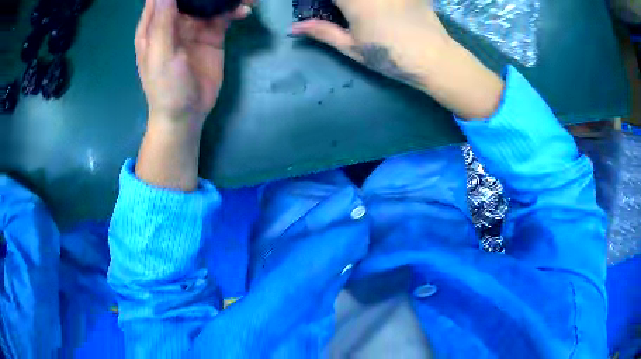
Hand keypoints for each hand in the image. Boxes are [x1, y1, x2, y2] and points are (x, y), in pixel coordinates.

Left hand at [134, 0, 250, 190]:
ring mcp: (194, 27)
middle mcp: (174, 21)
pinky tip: (245, 11)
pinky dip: (235, 10)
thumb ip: (163, 21)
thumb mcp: (161, 53)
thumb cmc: (166, 87)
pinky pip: (224, 16)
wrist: (186, 115)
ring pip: (209, 2)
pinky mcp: (212, 35)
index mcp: (154, 24)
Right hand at [291, 0, 448, 88]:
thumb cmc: (390, 55)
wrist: (434, 58)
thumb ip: (322, 32)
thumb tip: (293, 28)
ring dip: (361, 3)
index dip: (323, 1)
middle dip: (343, 3)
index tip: (328, 9)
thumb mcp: (352, 47)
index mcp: (352, 0)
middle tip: (344, 12)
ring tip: (364, 14)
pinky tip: (386, 9)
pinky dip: (384, 2)